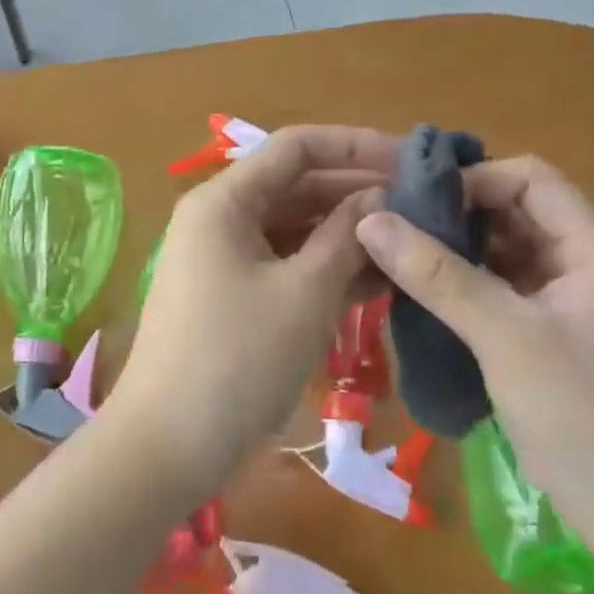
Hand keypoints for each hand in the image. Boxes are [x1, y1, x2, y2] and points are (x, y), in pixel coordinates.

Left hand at [113, 126, 393, 489]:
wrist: (169, 447)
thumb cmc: (237, 361)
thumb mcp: (304, 293)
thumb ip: (347, 236)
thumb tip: (382, 197)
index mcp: (225, 201)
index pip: (297, 147)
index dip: (356, 146)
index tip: (412, 161)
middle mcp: (221, 219)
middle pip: (297, 186)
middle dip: (358, 192)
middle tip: (424, 208)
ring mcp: (225, 260)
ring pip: (296, 229)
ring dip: (348, 235)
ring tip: (412, 245)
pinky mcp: (233, 297)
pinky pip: (286, 265)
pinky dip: (326, 269)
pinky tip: (379, 281)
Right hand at [354, 156, 593, 570]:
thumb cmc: (580, 417)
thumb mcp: (504, 337)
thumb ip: (437, 275)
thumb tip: (371, 220)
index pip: (530, 178)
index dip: (471, 181)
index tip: (412, 205)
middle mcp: (590, 261)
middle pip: (517, 211)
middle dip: (456, 214)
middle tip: (393, 228)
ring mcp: (574, 298)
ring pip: (507, 250)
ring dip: (457, 250)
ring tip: (398, 257)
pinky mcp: (555, 331)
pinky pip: (505, 287)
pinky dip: (467, 284)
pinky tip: (424, 294)